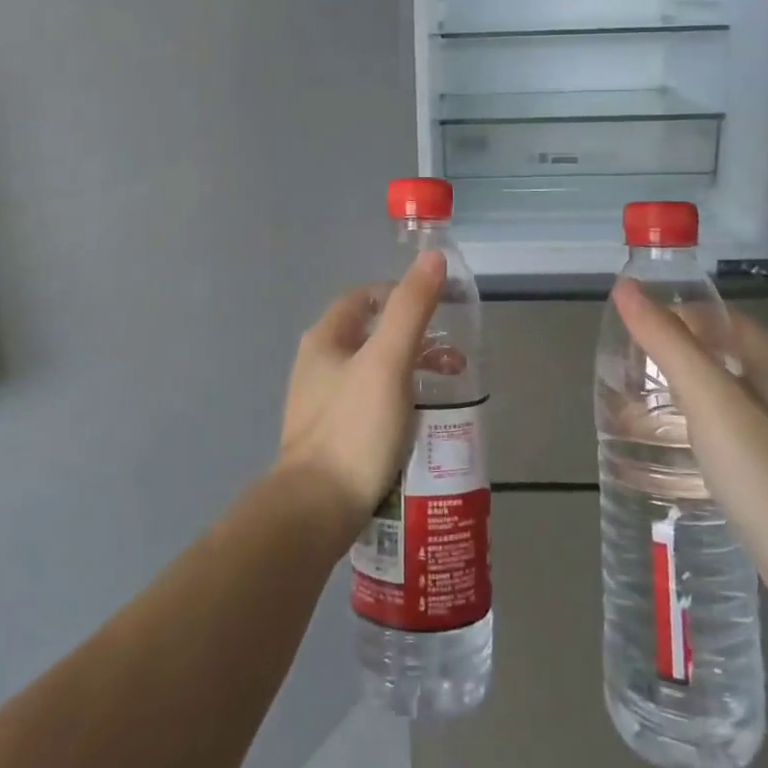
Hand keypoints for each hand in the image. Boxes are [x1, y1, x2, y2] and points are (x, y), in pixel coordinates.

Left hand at [277, 252, 445, 537]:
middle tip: (453, 358)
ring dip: (409, 372)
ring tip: (445, 393)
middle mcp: (317, 365)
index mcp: (325, 339)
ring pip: (371, 372)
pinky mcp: (330, 437)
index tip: (439, 311)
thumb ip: (411, 309)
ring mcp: (320, 403)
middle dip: (413, 339)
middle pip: (369, 334)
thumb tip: (432, 257)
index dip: (400, 295)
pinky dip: (397, 402)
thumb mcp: (388, 362)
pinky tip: (418, 425)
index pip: (363, 297)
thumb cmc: (354, 428)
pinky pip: (369, 405)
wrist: (314, 510)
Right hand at [611, 281, 767, 621]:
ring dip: (669, 400)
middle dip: (661, 361)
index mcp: (767, 359)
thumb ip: (667, 341)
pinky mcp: (765, 473)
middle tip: (618, 379)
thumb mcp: (709, 397)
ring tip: (625, 416)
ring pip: (709, 398)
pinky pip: (714, 438)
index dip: (665, 318)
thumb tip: (625, 287)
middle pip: (707, 355)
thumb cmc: (766, 469)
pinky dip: (683, 435)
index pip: (708, 315)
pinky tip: (658, 456)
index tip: (623, 340)